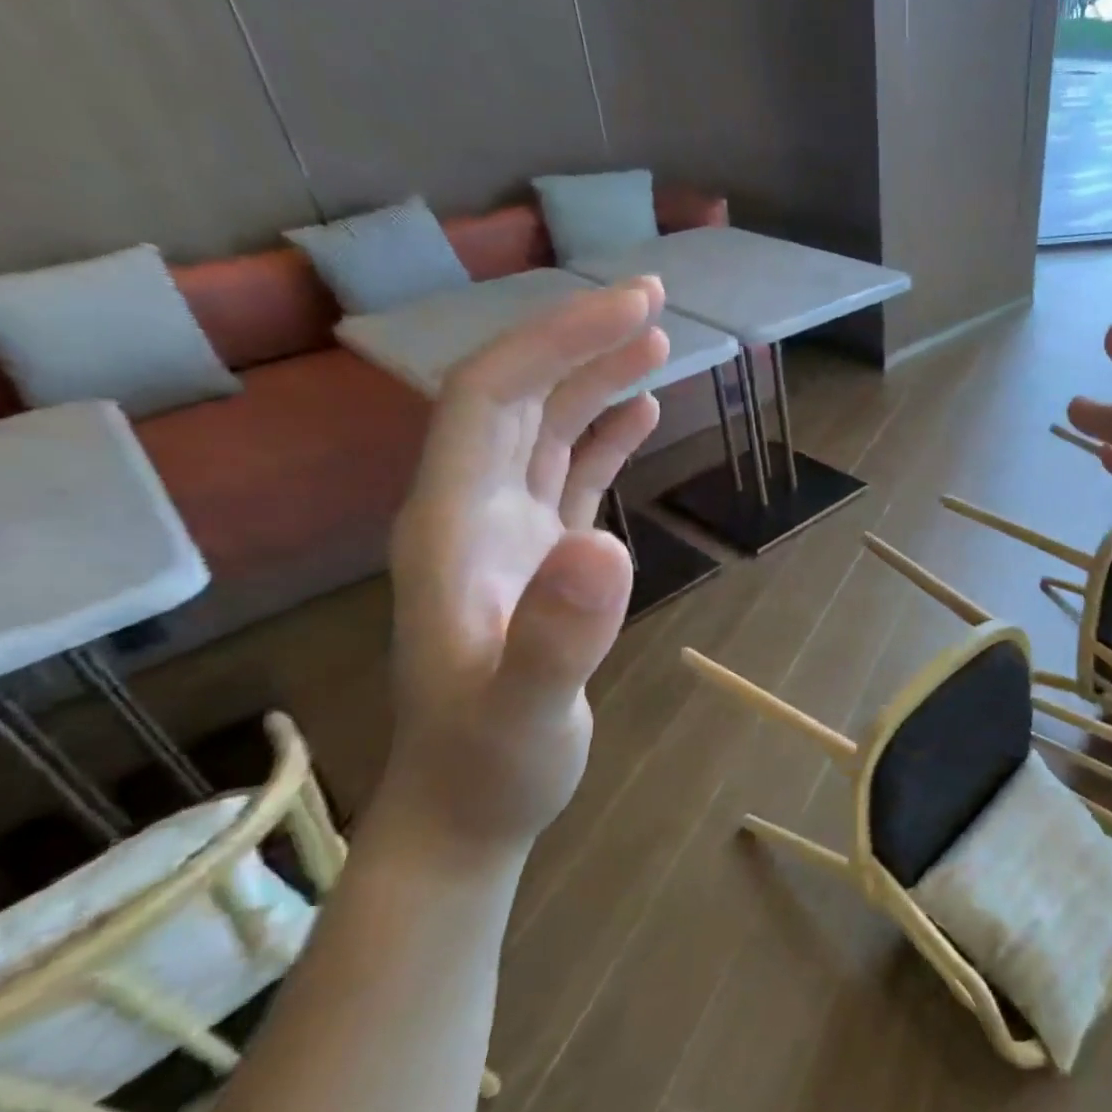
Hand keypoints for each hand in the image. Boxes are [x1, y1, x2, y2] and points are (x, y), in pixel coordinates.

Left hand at [380, 280, 669, 853]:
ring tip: (659, 342)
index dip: (557, 340)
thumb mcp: (524, 710)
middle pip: (518, 396)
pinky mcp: (538, 558)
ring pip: (546, 429)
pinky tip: (641, 414)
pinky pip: (568, 475)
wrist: (469, 810)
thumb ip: (556, 634)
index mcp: (452, 523)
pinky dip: (604, 435)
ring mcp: (505, 534)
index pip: (493, 397)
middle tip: (657, 301)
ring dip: (596, 379)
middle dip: (581, 339)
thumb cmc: (491, 766)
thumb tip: (607, 545)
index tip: (632, 309)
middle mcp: (471, 510)